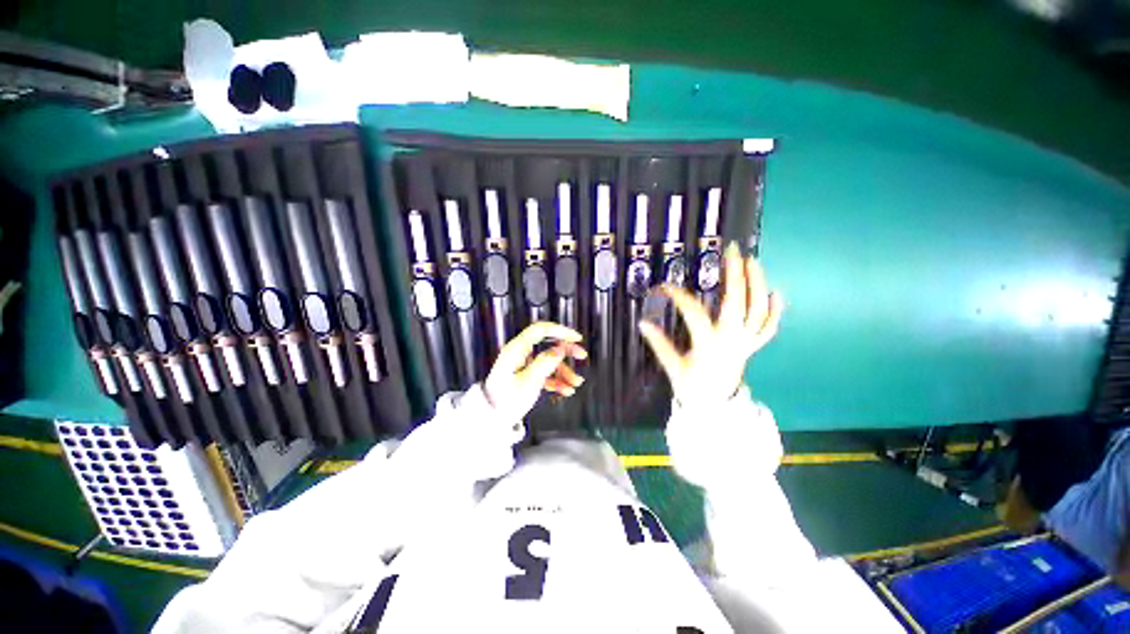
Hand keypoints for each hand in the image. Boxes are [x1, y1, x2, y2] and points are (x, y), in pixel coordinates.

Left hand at [483, 322, 587, 421]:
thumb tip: (560, 350)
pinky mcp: (526, 375)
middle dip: (566, 351)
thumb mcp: (528, 382)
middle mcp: (520, 353)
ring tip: (575, 383)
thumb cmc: (506, 400)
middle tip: (582, 355)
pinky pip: (545, 373)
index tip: (576, 338)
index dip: (560, 330)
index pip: (540, 330)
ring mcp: (523, 364)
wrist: (491, 419)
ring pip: (549, 361)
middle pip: (548, 344)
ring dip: (564, 371)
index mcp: (517, 349)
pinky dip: (556, 380)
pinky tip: (566, 390)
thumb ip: (545, 363)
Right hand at [639, 243, 781, 407]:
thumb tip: (642, 324)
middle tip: (731, 253)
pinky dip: (775, 311)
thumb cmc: (692, 387)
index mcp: (708, 344)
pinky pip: (768, 328)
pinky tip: (777, 292)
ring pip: (757, 310)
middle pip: (737, 303)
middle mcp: (731, 340)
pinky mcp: (751, 346)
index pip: (694, 313)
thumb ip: (659, 344)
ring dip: (757, 284)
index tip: (665, 287)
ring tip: (752, 262)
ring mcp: (745, 343)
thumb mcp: (673, 367)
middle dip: (735, 275)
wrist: (714, 407)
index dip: (679, 296)